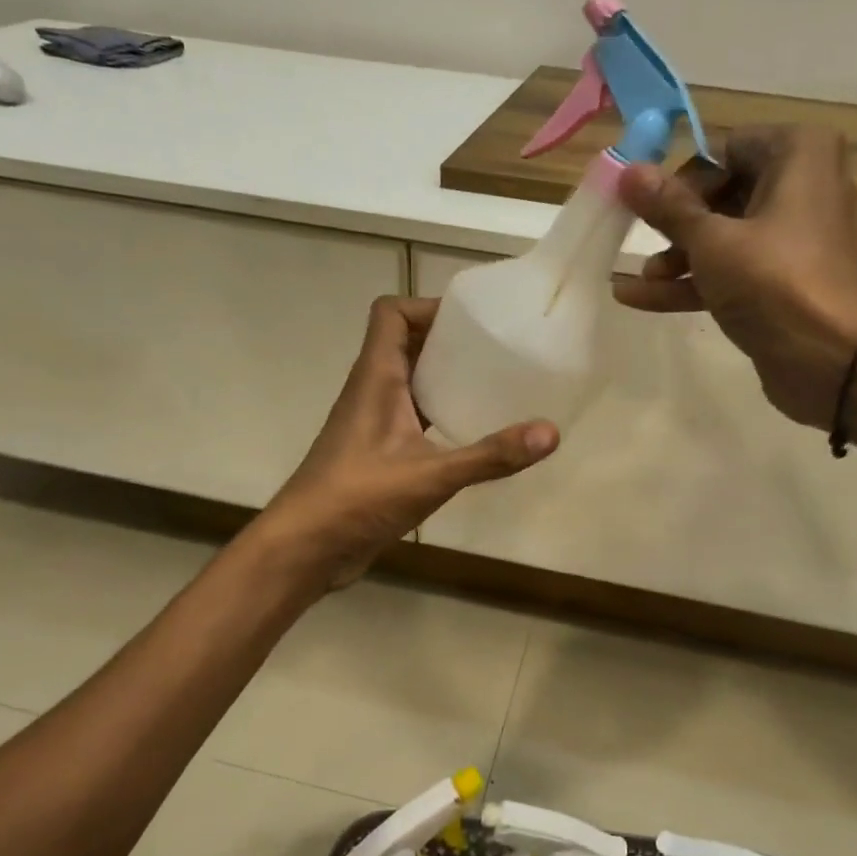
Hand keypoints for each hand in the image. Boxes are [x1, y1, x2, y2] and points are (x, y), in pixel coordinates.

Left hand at [251, 296, 558, 587]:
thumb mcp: (431, 476)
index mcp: (376, 377)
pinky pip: (410, 415)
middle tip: (496, 350)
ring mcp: (372, 421)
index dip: (427, 307)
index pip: (391, 313)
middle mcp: (371, 390)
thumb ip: (490, 455)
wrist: (305, 548)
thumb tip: (551, 433)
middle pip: (405, 342)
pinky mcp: (377, 451)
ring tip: (492, 384)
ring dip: (444, 377)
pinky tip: (469, 432)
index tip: (472, 321)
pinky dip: (438, 412)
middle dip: (447, 340)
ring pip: (409, 380)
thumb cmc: (358, 498)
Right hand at [613, 125, 856, 430]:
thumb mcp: (711, 240)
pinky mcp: (785, 282)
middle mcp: (804, 187)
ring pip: (726, 236)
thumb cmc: (774, 280)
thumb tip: (628, 171)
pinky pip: (734, 271)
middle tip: (641, 239)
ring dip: (679, 256)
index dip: (686, 178)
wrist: (833, 359)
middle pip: (723, 195)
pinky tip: (639, 297)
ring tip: (641, 278)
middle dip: (677, 222)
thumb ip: (668, 207)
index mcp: (799, 154)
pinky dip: (694, 282)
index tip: (650, 205)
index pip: (727, 150)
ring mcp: (795, 239)